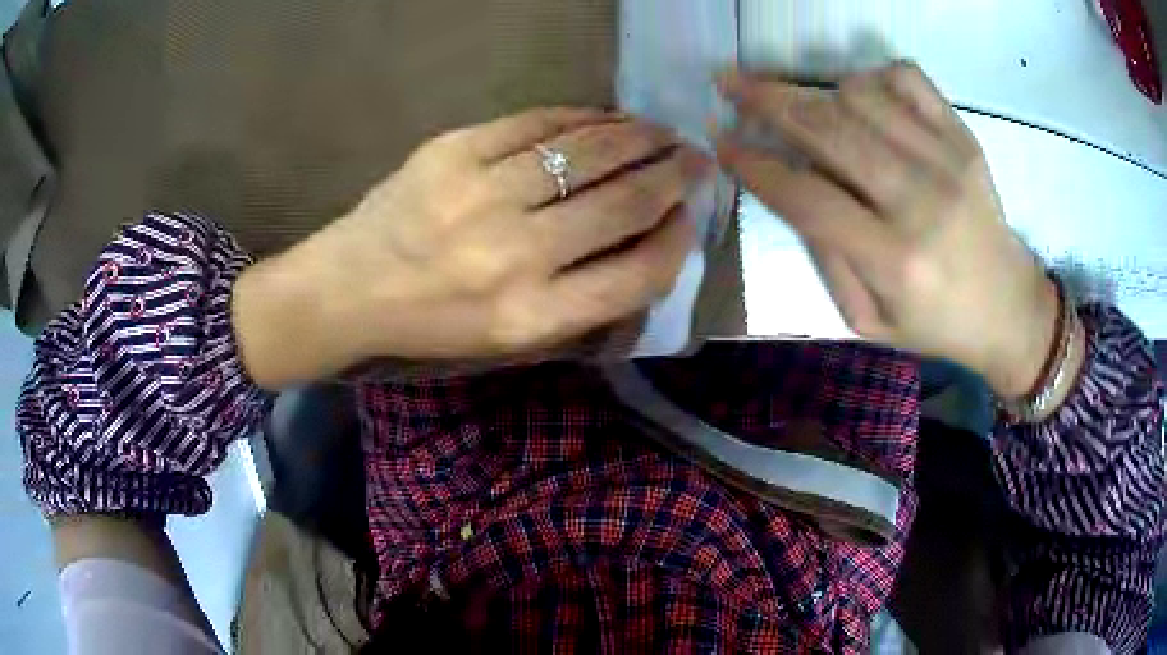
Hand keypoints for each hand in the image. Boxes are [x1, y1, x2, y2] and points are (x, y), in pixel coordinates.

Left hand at [235, 108, 711, 387]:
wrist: (346, 290)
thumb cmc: (430, 327)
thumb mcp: (508, 341)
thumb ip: (580, 302)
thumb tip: (645, 243)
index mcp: (530, 319)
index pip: (637, 275)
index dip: (677, 241)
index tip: (691, 217)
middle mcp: (514, 257)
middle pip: (622, 204)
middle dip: (673, 176)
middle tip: (697, 159)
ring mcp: (480, 196)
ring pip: (587, 152)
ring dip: (638, 137)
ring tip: (662, 131)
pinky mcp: (452, 152)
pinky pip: (535, 124)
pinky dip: (581, 117)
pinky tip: (605, 117)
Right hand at [715, 63, 1058, 396]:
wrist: (1008, 307)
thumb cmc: (936, 321)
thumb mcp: (869, 320)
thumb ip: (826, 257)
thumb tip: (789, 188)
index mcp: (893, 260)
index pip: (806, 196)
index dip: (754, 164)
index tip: (721, 142)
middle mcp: (920, 200)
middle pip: (827, 128)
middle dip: (766, 100)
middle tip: (730, 84)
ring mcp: (947, 159)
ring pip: (860, 93)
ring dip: (819, 92)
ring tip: (808, 108)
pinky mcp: (964, 136)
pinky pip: (906, 77)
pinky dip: (872, 76)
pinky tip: (863, 98)